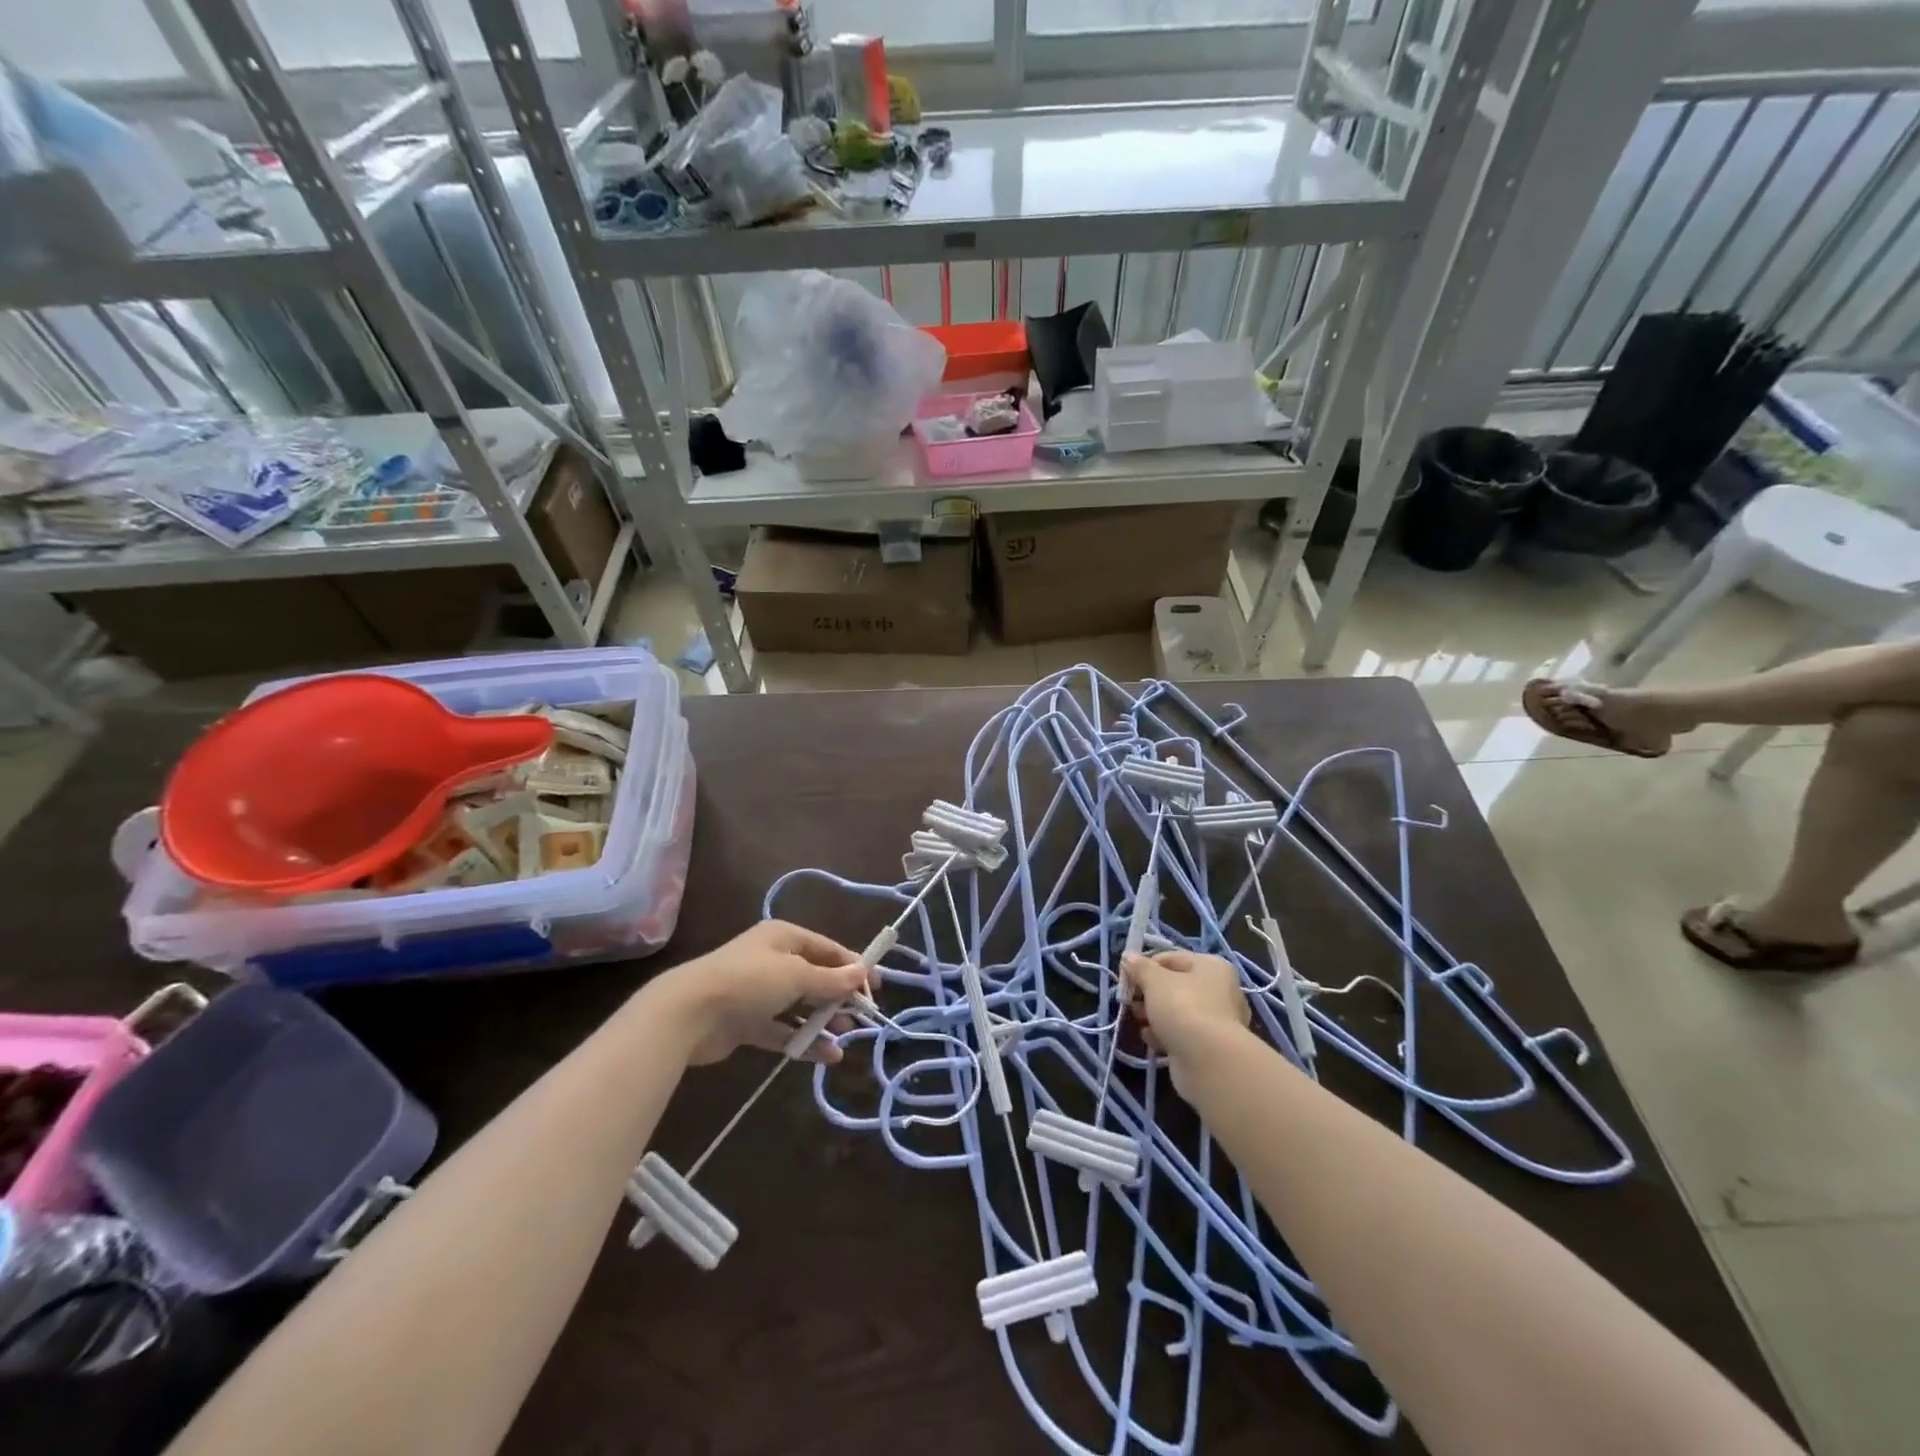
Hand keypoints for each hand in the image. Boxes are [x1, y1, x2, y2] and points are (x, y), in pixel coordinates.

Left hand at [651, 920, 870, 1065]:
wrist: (688, 1014)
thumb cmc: (749, 982)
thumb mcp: (796, 976)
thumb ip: (831, 979)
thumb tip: (861, 973)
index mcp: (784, 938)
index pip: (828, 948)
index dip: (853, 966)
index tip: (877, 987)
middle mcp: (773, 961)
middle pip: (816, 977)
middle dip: (839, 997)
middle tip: (861, 1017)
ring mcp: (759, 992)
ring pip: (801, 1006)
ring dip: (824, 1022)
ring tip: (844, 1039)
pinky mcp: (748, 1022)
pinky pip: (784, 1029)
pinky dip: (804, 1041)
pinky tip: (826, 1056)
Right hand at [1122, 950, 1249, 1076]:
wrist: (1209, 1062)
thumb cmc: (1183, 1008)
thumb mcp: (1155, 981)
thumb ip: (1139, 967)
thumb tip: (1128, 957)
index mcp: (1211, 966)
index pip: (1170, 958)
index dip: (1145, 966)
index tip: (1126, 980)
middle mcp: (1219, 990)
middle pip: (1174, 985)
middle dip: (1148, 993)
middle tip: (1130, 1002)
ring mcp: (1217, 1020)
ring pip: (1176, 1011)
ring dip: (1153, 1015)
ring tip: (1139, 1021)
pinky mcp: (1209, 1046)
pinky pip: (1181, 1033)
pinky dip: (1164, 1034)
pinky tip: (1151, 1039)